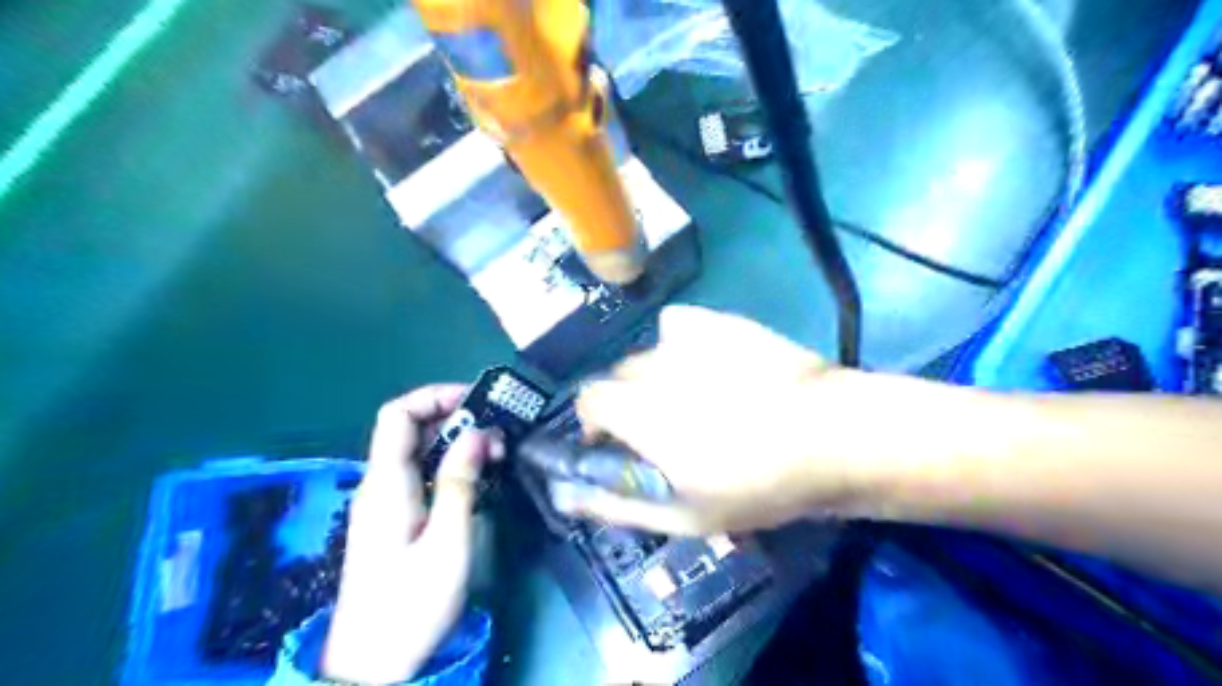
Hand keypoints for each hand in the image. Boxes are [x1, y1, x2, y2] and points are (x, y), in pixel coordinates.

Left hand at [322, 387, 503, 685]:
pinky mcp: (396, 519)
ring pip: (419, 452)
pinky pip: (421, 475)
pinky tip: (479, 479)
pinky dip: (451, 466)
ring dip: (458, 444)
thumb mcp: (446, 541)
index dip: (434, 396)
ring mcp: (386, 502)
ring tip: (496, 455)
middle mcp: (380, 484)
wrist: (373, 664)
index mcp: (386, 483)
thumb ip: (459, 482)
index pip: (397, 414)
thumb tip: (477, 431)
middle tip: (498, 434)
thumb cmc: (411, 604)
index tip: (477, 401)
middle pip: (411, 430)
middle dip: (456, 420)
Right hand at [573, 306, 916, 535]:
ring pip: (649, 353)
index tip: (618, 445)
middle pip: (618, 375)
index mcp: (638, 411)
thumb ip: (617, 504)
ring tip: (693, 395)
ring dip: (656, 374)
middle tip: (665, 429)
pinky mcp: (719, 321)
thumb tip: (568, 497)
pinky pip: (679, 324)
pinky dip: (681, 342)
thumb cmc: (756, 484)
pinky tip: (709, 362)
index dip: (596, 423)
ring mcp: (688, 339)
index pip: (587, 399)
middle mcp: (654, 366)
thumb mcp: (683, 514)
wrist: (832, 436)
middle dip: (628, 402)